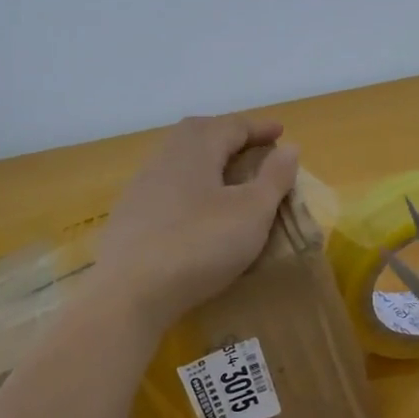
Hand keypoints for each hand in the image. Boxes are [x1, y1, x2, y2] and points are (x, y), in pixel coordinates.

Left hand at [95, 114, 299, 328]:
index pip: (232, 125)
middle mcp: (165, 158)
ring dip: (206, 158)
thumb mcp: (252, 212)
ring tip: (227, 174)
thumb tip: (289, 147)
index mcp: (196, 149)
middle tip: (251, 146)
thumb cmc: (200, 244)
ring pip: (178, 158)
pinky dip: (189, 185)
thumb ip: (273, 178)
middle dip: (227, 134)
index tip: (281, 132)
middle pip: (198, 132)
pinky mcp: (129, 216)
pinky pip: (166, 186)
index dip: (259, 127)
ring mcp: (142, 187)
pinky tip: (195, 208)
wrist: (129, 293)